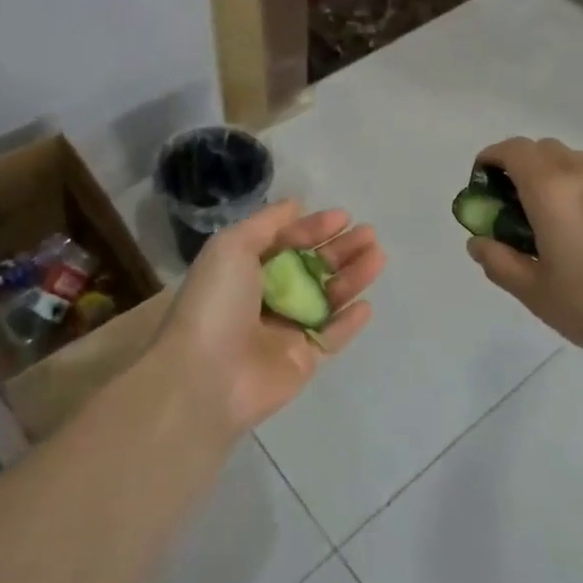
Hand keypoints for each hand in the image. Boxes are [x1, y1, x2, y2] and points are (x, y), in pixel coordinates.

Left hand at [159, 200, 385, 434]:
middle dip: (340, 250)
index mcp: (244, 269)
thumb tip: (296, 205)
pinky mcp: (301, 361)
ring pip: (327, 299)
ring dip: (352, 277)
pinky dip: (349, 322)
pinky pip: (331, 337)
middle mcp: (266, 297)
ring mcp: (285, 331)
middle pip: (311, 268)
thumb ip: (267, 223)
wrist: (205, 376)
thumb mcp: (231, 246)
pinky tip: (367, 304)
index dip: (313, 228)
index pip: (286, 242)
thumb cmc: (216, 303)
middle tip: (369, 235)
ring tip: (378, 257)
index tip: (343, 217)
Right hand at [465, 137, 582, 362]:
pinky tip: (574, 230)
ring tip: (539, 219)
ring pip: (567, 159)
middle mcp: (580, 174)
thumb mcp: (535, 292)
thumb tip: (478, 241)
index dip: (489, 160)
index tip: (480, 188)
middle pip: (539, 149)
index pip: (512, 150)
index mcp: (550, 190)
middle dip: (515, 166)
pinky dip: (569, 186)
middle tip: (506, 206)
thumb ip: (498, 262)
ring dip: (544, 174)